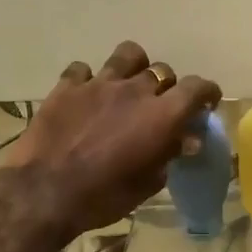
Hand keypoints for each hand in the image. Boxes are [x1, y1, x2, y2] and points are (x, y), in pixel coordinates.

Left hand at [0, 42, 220, 245]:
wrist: (44, 193)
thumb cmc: (104, 196)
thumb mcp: (147, 184)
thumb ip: (169, 155)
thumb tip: (186, 141)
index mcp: (162, 115)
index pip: (196, 88)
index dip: (206, 91)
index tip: (207, 101)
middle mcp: (135, 90)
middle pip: (162, 71)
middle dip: (168, 86)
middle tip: (161, 105)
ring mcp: (99, 84)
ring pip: (128, 55)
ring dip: (134, 68)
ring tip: (128, 85)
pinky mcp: (67, 86)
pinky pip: (83, 69)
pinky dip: (89, 79)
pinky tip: (86, 95)